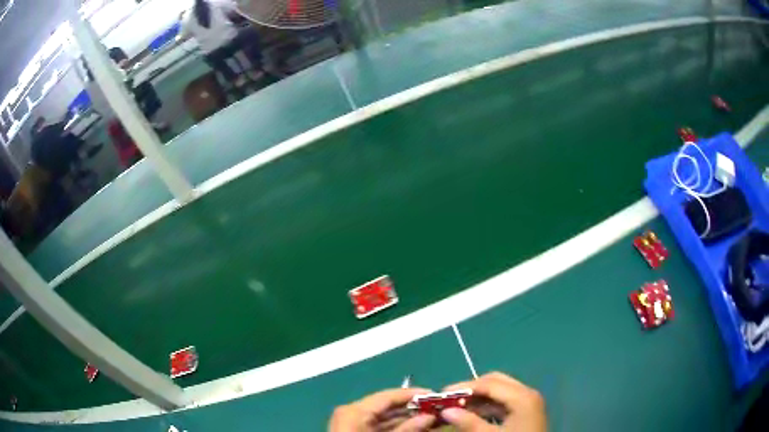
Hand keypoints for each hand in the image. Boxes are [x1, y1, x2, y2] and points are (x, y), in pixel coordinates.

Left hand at [328, 388, 434, 431]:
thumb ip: (407, 430)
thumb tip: (430, 417)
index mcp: (356, 411)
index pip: (388, 396)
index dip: (413, 394)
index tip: (435, 395)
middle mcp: (353, 413)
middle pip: (387, 406)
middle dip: (413, 409)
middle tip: (437, 409)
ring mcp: (353, 424)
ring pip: (385, 418)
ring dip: (408, 419)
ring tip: (432, 419)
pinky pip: (379, 427)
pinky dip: (398, 428)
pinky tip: (417, 429)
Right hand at [440, 372, 545, 431]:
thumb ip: (469, 423)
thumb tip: (446, 412)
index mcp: (522, 397)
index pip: (489, 383)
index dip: (464, 387)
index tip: (441, 393)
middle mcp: (527, 394)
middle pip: (496, 382)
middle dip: (471, 389)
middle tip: (449, 399)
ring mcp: (528, 403)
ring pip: (499, 392)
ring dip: (478, 398)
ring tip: (456, 407)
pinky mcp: (525, 412)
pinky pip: (504, 403)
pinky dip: (487, 406)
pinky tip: (472, 415)